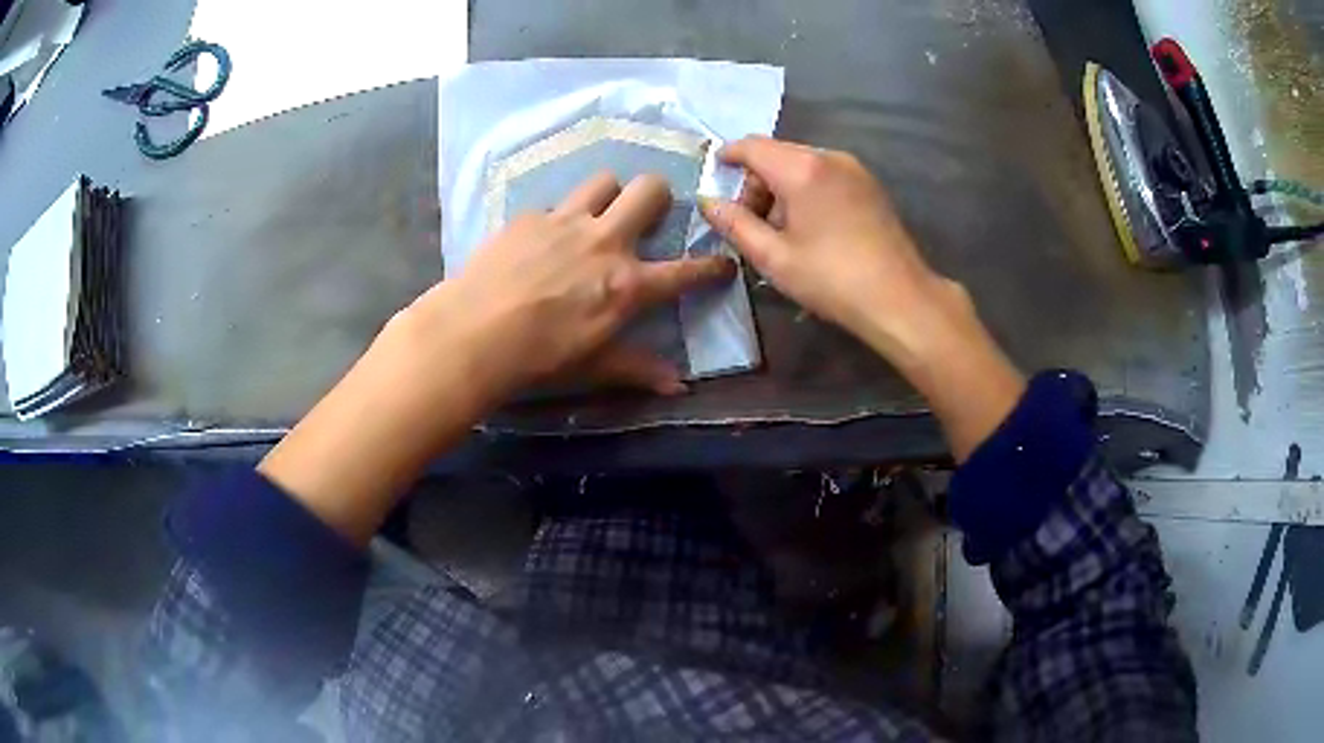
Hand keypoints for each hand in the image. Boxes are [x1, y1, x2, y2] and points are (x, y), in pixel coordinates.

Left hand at [418, 171, 734, 400]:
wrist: (474, 332)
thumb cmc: (539, 357)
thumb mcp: (593, 366)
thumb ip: (638, 369)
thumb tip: (678, 386)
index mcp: (627, 284)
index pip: (685, 271)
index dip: (711, 266)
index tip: (722, 263)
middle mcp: (605, 242)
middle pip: (650, 190)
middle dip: (659, 196)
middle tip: (647, 215)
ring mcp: (566, 222)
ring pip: (604, 181)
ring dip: (608, 194)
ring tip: (596, 215)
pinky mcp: (530, 217)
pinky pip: (555, 205)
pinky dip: (557, 219)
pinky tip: (540, 241)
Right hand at [701, 137, 1024, 459]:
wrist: (900, 298)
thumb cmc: (832, 279)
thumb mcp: (773, 257)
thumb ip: (735, 224)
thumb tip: (709, 202)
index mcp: (800, 168)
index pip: (751, 146)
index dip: (728, 156)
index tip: (715, 173)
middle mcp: (828, 156)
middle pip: (778, 154)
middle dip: (756, 181)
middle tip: (751, 222)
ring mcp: (854, 169)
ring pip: (803, 164)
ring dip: (783, 187)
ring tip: (783, 231)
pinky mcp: (870, 185)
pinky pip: (826, 174)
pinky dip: (808, 190)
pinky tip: (812, 227)